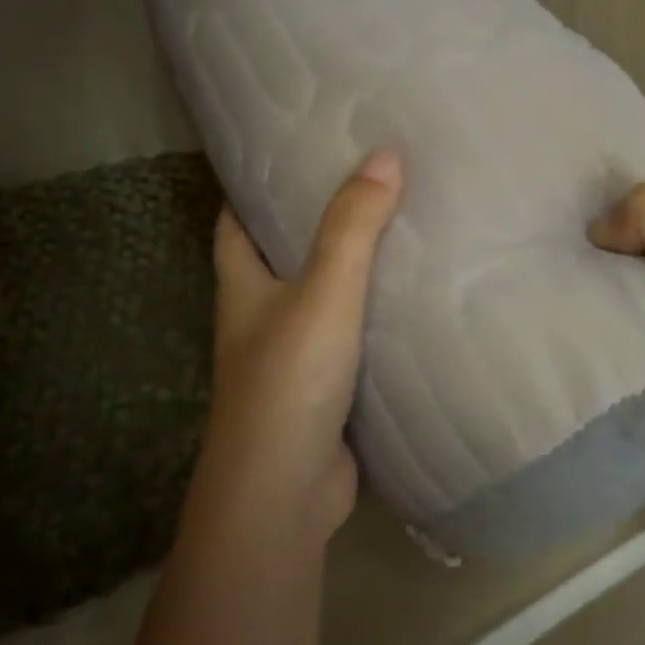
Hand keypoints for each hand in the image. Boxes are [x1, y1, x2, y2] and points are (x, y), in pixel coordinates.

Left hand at [196, 149, 402, 540]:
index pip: (234, 220)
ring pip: (318, 296)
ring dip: (349, 268)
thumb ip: (353, 226)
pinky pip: (349, 337)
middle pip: (280, 254)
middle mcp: (259, 316)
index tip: (293, 150)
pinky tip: (410, 299)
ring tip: (398, 226)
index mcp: (242, 284)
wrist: (283, 493)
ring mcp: (290, 356)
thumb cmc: (290, 380)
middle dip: (312, 219)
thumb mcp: (324, 291)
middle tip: (364, 179)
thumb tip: (385, 154)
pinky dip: (371, 316)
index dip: (253, 184)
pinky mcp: (323, 389)